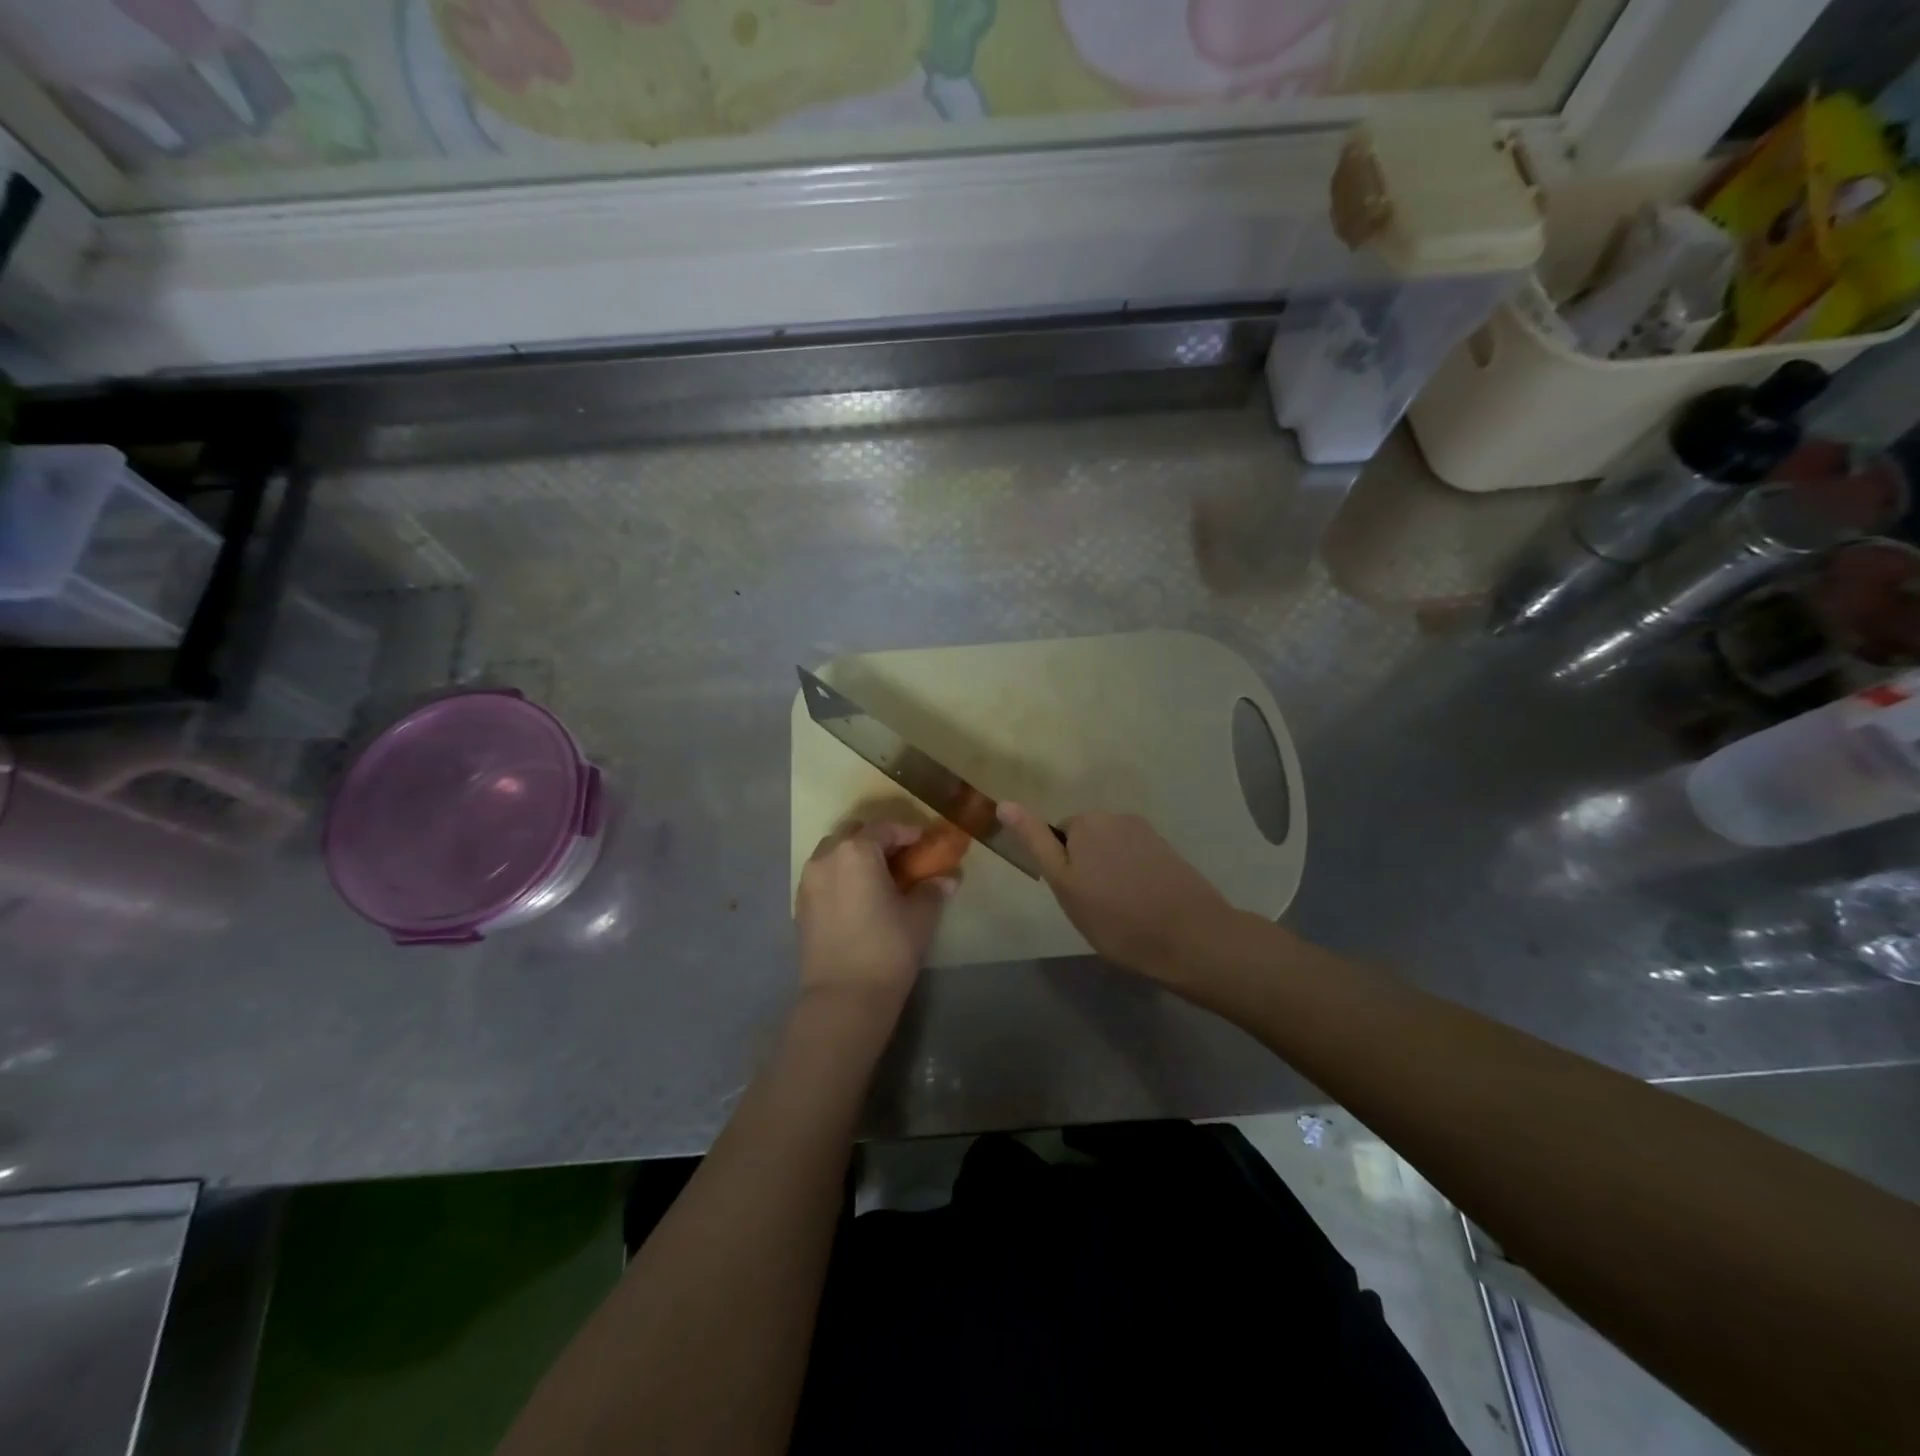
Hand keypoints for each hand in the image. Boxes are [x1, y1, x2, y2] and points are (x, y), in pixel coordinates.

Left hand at [795, 821, 953, 1022]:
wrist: (843, 998)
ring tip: (878, 877)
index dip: (908, 832)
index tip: (925, 842)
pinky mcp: (800, 905)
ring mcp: (808, 881)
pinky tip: (858, 897)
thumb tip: (948, 878)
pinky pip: (822, 876)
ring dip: (854, 855)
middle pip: (853, 833)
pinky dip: (840, 875)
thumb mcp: (919, 916)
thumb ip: (933, 890)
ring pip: (832, 852)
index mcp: (857, 851)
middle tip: (901, 857)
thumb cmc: (887, 949)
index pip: (885, 828)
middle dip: (877, 839)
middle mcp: (827, 857)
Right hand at [998, 805, 1233, 980]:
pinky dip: (1134, 878)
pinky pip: (1136, 860)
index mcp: (1087, 822)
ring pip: (1112, 851)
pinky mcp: (1169, 851)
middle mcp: (1117, 817)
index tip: (1076, 897)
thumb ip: (1035, 841)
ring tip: (1122, 911)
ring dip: (1111, 873)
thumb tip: (1003, 803)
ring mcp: (1147, 833)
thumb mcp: (1064, 884)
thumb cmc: (1116, 918)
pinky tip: (1145, 906)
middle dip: (1086, 867)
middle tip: (1095, 907)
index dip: (1063, 869)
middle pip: (1086, 840)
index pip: (1057, 837)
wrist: (1191, 939)